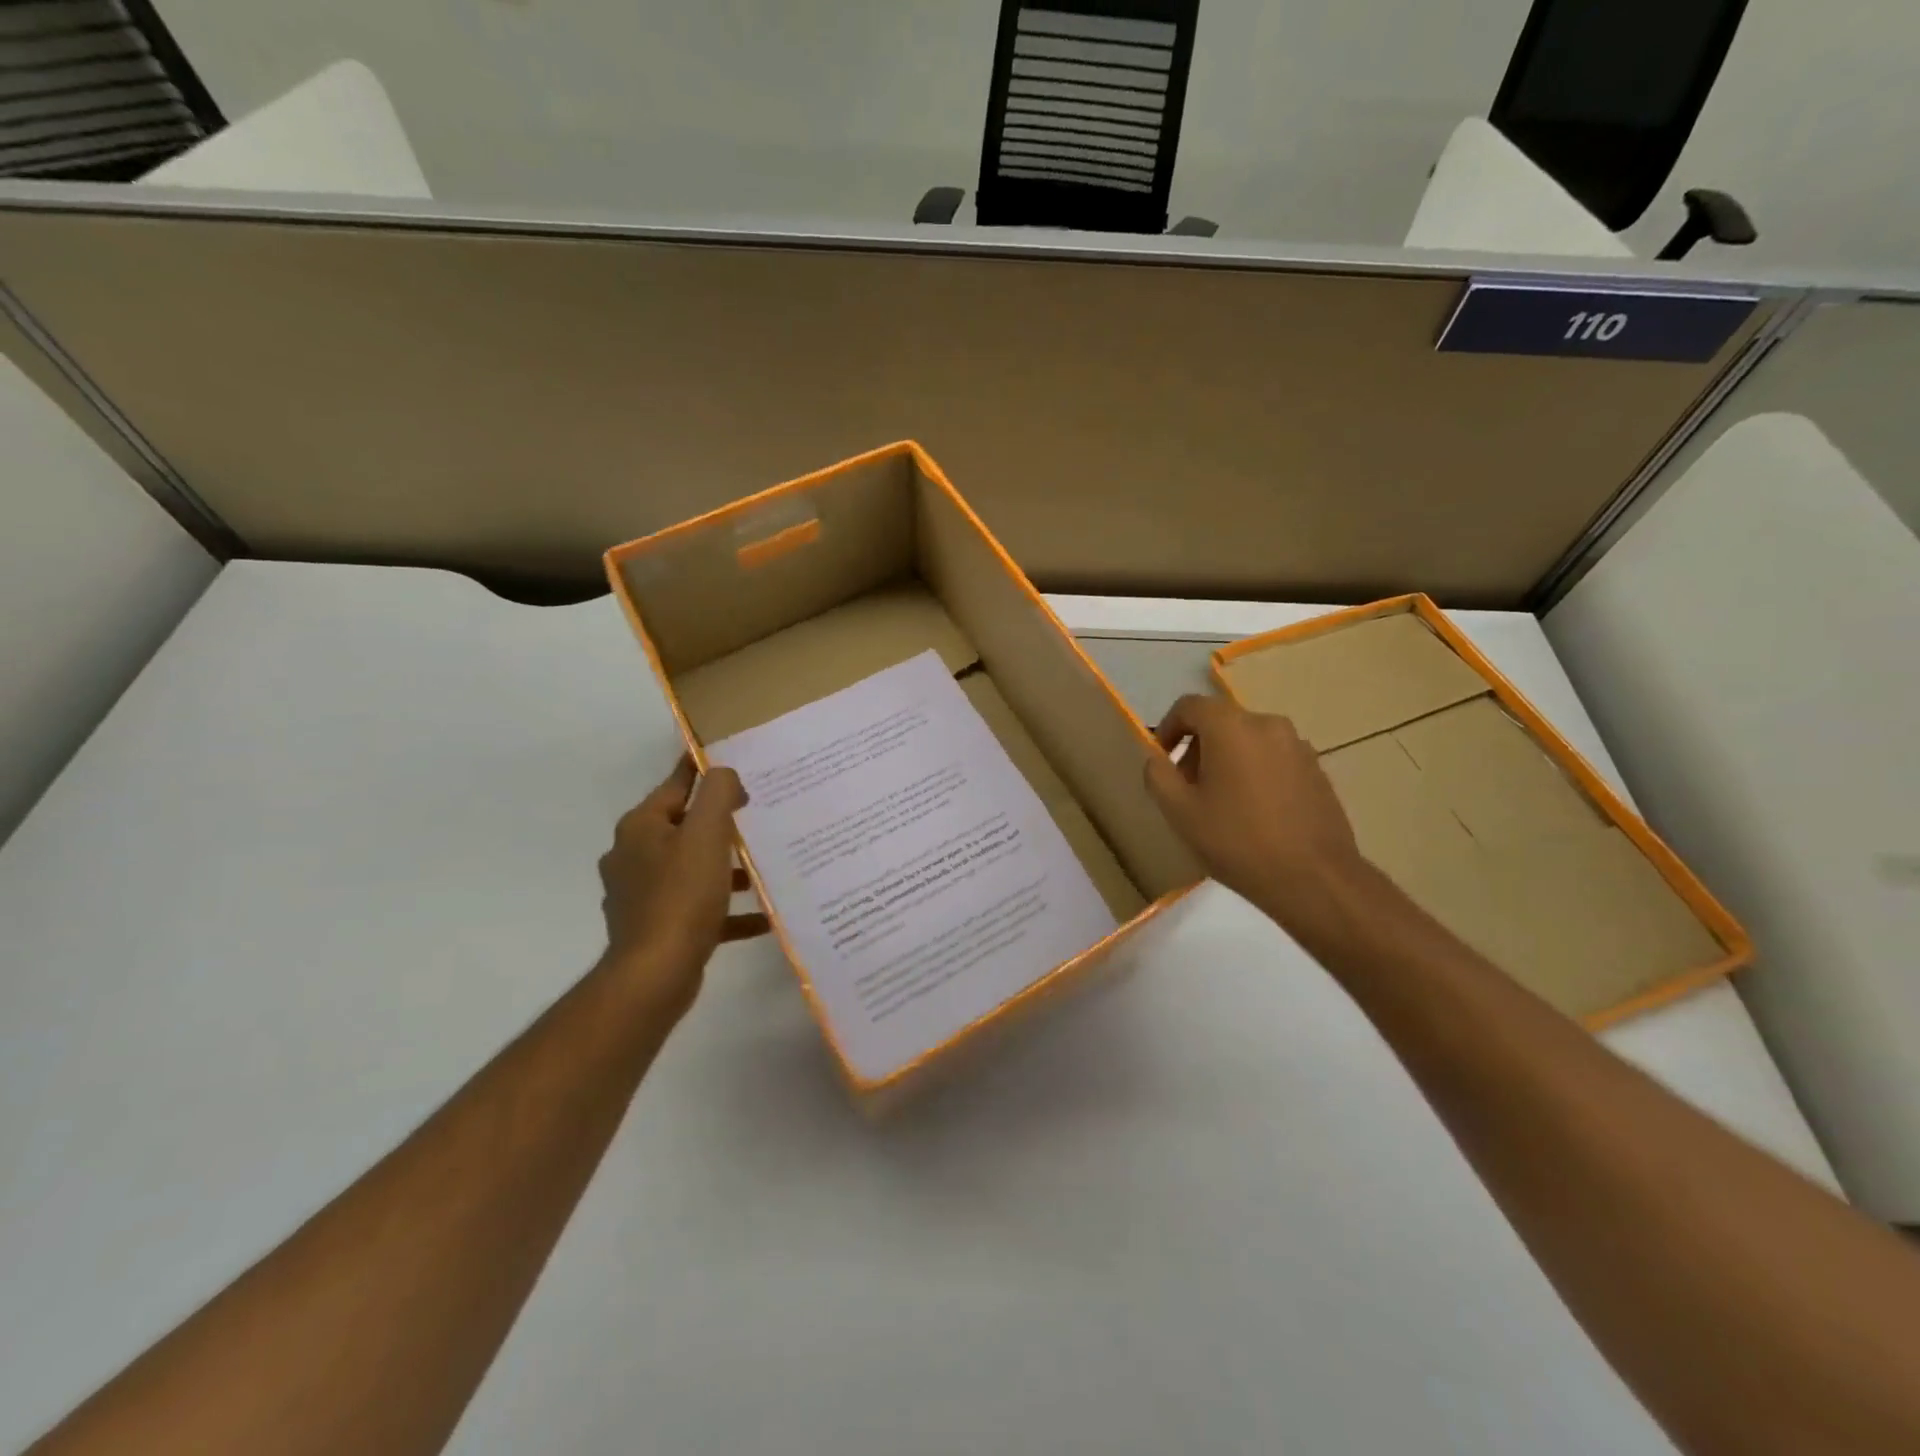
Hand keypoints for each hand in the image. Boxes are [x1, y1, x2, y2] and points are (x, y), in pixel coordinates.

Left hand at [597, 758, 767, 1017]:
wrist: (654, 975)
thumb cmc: (681, 896)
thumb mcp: (706, 834)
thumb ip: (717, 794)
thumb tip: (722, 773)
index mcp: (641, 828)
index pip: (675, 785)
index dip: (702, 770)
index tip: (729, 759)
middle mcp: (634, 856)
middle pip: (685, 828)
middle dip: (721, 824)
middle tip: (759, 816)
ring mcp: (642, 895)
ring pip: (692, 869)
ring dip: (727, 869)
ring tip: (765, 868)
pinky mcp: (656, 927)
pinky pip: (698, 909)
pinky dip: (727, 909)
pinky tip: (762, 918)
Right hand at [1143, 694, 1364, 931]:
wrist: (1313, 878)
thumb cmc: (1237, 841)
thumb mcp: (1179, 812)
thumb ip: (1158, 775)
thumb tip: (1157, 759)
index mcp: (1231, 727)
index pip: (1190, 706)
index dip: (1169, 728)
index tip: (1162, 759)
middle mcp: (1268, 724)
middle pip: (1221, 722)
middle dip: (1198, 748)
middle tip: (1188, 788)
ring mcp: (1298, 746)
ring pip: (1249, 741)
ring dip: (1228, 761)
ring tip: (1222, 804)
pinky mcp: (1317, 770)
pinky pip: (1274, 759)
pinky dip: (1256, 773)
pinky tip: (1254, 813)